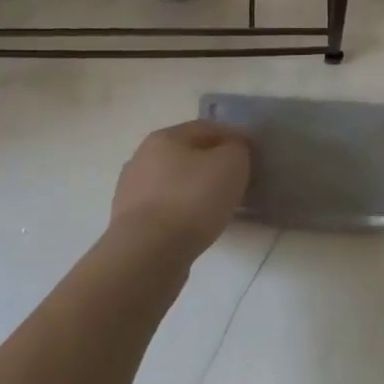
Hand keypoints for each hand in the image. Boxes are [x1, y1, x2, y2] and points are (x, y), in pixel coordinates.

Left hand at [111, 120, 251, 263]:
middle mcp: (142, 158)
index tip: (254, 155)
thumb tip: (233, 151)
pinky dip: (183, 214)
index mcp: (164, 137)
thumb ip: (237, 149)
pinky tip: (198, 227)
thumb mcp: (231, 164)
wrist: (148, 255)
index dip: (234, 137)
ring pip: (175, 184)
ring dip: (197, 191)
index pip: (207, 128)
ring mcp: (132, 193)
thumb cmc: (192, 199)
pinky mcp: (130, 225)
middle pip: (188, 155)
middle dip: (213, 164)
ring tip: (220, 208)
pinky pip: (166, 211)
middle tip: (238, 181)